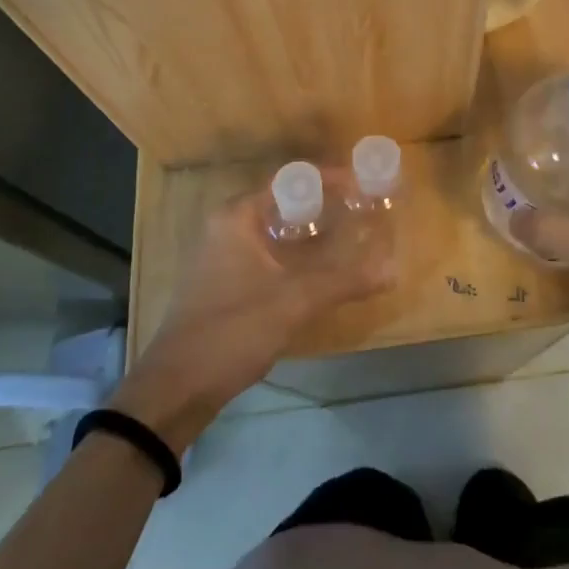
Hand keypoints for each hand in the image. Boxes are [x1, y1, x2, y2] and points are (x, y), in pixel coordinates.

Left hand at [111, 188, 395, 452]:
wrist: (175, 389)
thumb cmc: (232, 330)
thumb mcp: (294, 302)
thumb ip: (344, 280)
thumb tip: (393, 268)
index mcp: (237, 216)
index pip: (290, 180)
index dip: (330, 179)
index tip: (364, 185)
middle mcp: (227, 227)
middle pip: (284, 203)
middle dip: (325, 206)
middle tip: (363, 211)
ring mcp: (222, 256)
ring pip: (276, 231)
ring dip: (311, 233)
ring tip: (350, 237)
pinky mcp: (223, 283)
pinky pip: (268, 254)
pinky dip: (296, 256)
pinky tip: (320, 272)